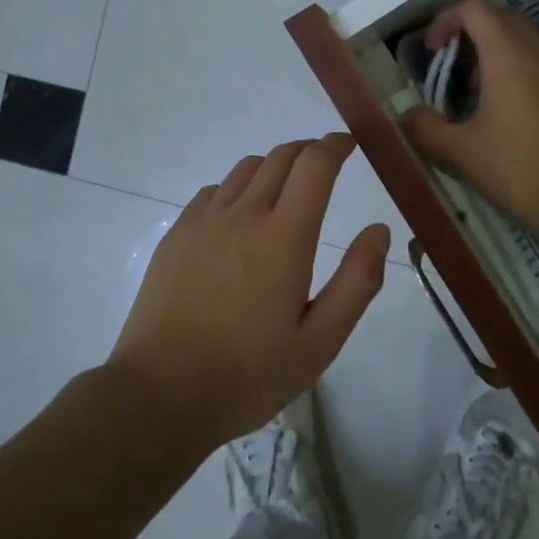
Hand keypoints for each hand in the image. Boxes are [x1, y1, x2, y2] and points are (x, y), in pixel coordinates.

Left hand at [109, 134, 389, 446]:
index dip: (335, 146)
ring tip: (285, 189)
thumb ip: (357, 282)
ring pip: (245, 169)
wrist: (160, 393)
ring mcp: (203, 222)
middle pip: (280, 157)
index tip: (349, 144)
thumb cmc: (249, 374)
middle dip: (308, 151)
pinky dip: (237, 188)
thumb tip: (378, 231)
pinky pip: (214, 191)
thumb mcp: (320, 342)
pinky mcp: (176, 236)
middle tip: (324, 164)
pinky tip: (239, 217)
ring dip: (273, 167)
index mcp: (284, 237)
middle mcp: (243, 215)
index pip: (314, 165)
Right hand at [401, 0, 538, 246]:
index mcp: (509, 58)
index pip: (476, 9)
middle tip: (455, 72)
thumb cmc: (517, 170)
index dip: (447, 20)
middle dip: (473, 35)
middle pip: (503, 20)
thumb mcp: (461, 151)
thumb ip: (425, 128)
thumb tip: (406, 116)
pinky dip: (526, 77)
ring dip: (500, 58)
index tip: (434, 50)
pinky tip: (519, 119)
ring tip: (483, 98)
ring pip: (529, 46)